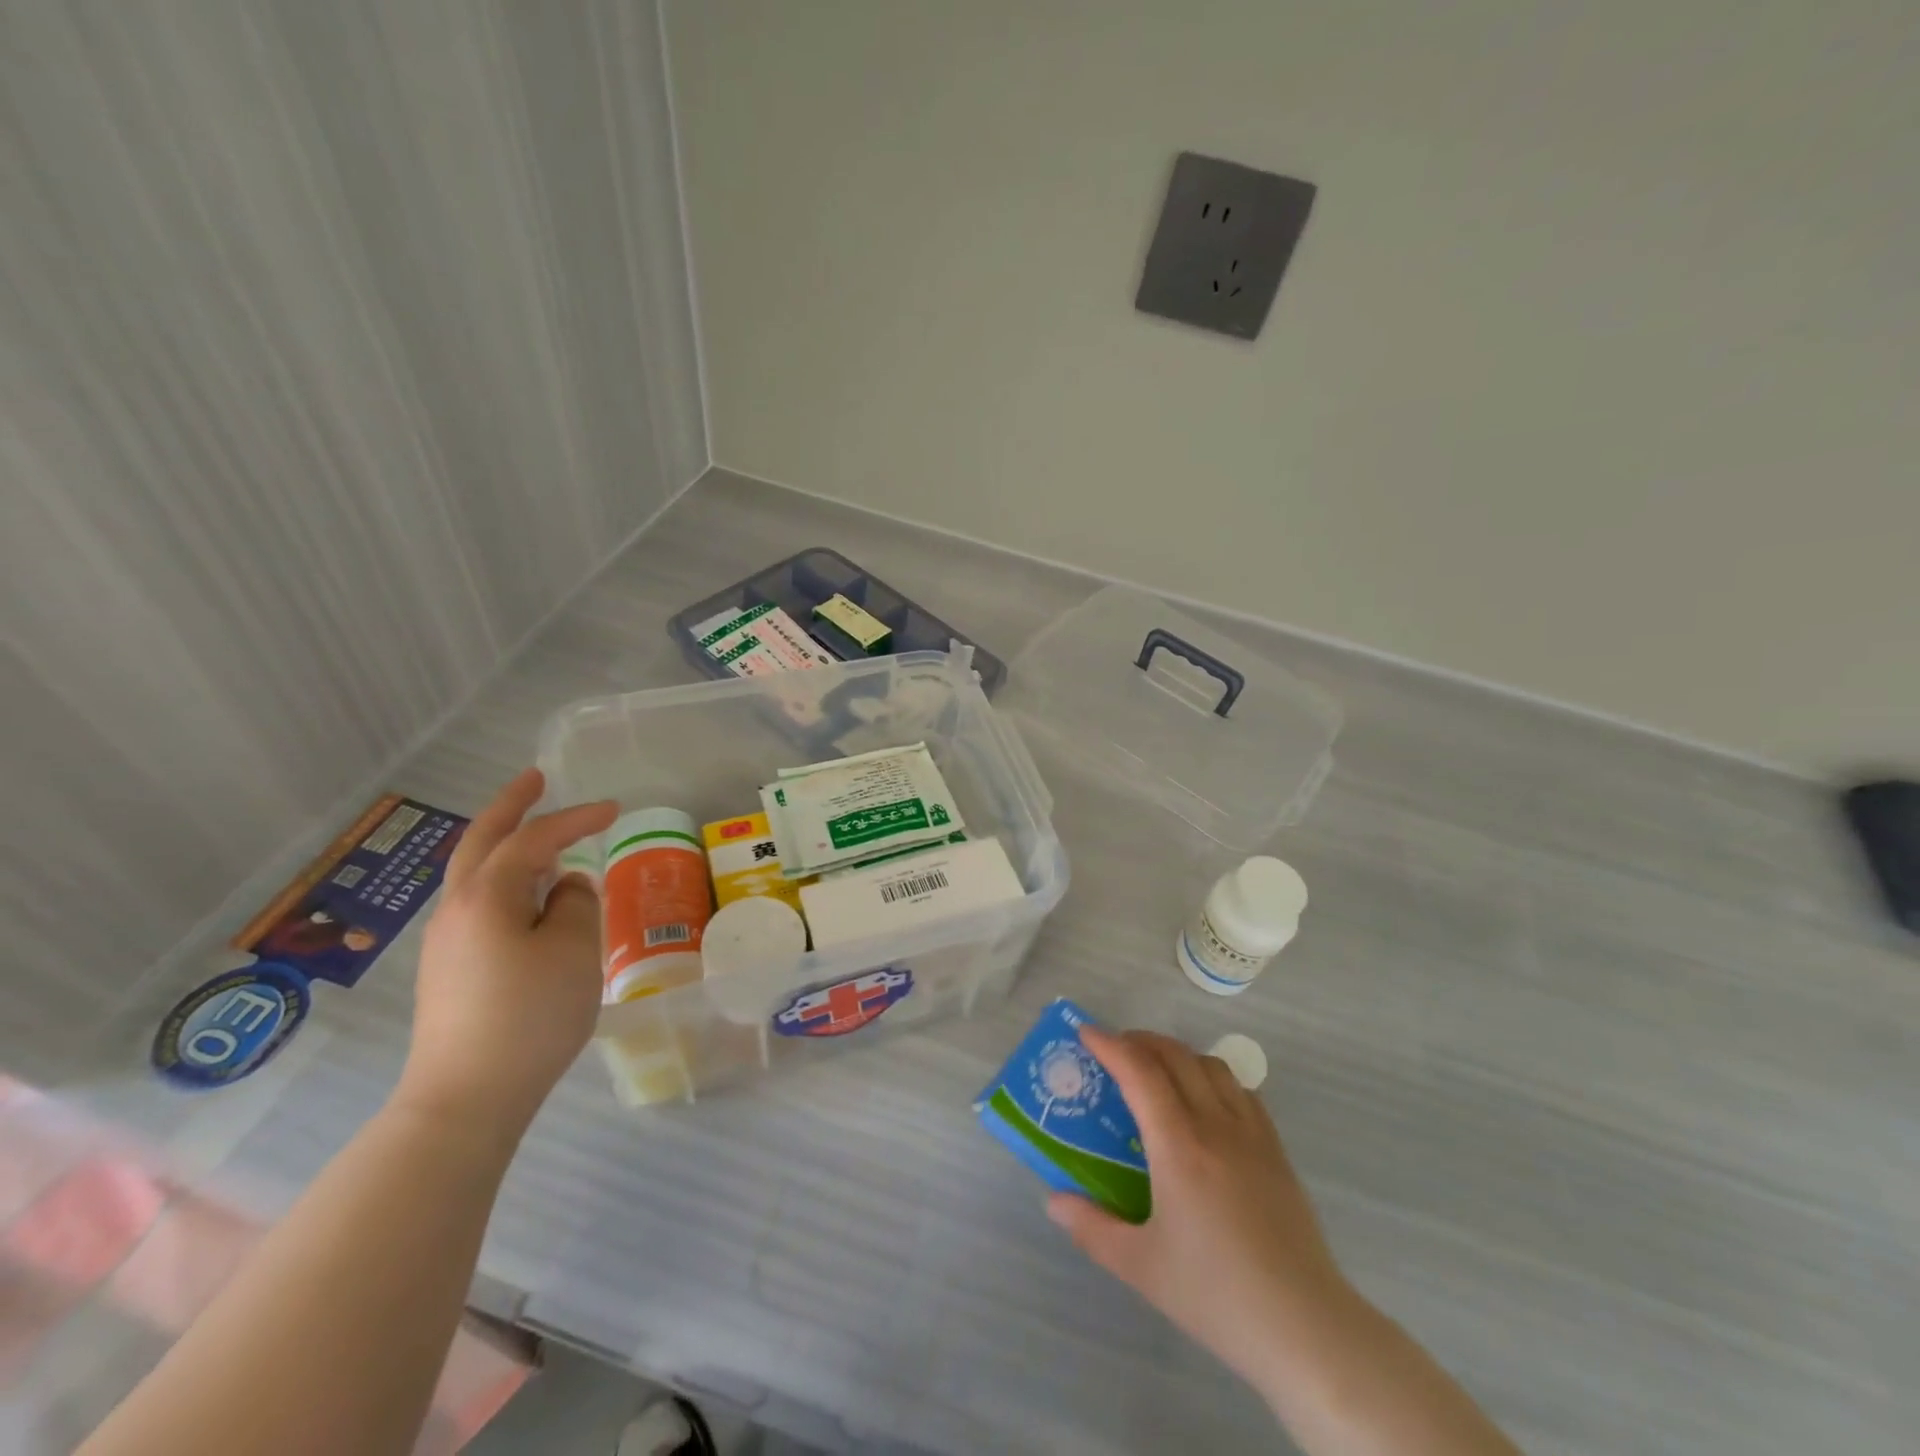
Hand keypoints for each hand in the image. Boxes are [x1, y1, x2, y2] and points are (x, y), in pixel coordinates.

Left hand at [397, 769, 616, 1136]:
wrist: (465, 1099)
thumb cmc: (528, 1015)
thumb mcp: (574, 951)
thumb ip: (577, 905)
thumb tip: (568, 888)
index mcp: (486, 895)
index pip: (534, 839)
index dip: (574, 817)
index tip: (614, 808)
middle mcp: (457, 909)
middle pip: (482, 842)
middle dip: (510, 806)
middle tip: (535, 779)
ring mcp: (447, 942)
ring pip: (476, 874)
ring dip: (508, 846)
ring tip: (544, 841)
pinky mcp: (450, 971)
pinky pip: (480, 905)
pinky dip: (507, 882)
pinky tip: (530, 900)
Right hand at [1046, 1027, 1356, 1403]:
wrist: (1305, 1327)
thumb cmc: (1216, 1295)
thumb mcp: (1140, 1267)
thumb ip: (1091, 1228)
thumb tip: (1054, 1201)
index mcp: (1178, 1146)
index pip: (1140, 1072)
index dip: (1110, 1044)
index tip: (1085, 1033)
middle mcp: (1215, 1125)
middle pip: (1175, 1055)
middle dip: (1140, 1041)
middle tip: (1114, 1052)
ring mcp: (1252, 1134)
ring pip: (1211, 1065)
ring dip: (1177, 1054)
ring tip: (1156, 1073)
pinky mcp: (1276, 1150)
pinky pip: (1241, 1090)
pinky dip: (1212, 1077)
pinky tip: (1204, 1103)